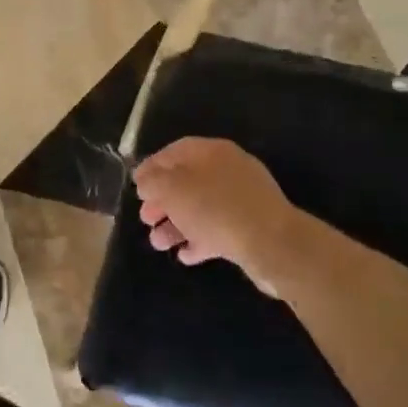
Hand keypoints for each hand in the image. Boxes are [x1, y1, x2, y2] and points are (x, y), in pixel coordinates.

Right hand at [133, 137, 309, 299]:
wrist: (272, 245)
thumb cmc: (215, 208)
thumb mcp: (172, 189)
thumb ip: (153, 181)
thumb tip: (146, 180)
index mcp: (212, 152)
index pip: (175, 151)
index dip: (152, 166)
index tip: (135, 185)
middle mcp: (228, 171)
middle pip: (186, 182)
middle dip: (162, 201)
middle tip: (145, 218)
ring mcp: (242, 200)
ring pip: (200, 209)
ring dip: (175, 225)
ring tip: (159, 244)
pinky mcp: (250, 228)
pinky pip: (217, 230)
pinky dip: (198, 240)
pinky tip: (185, 255)